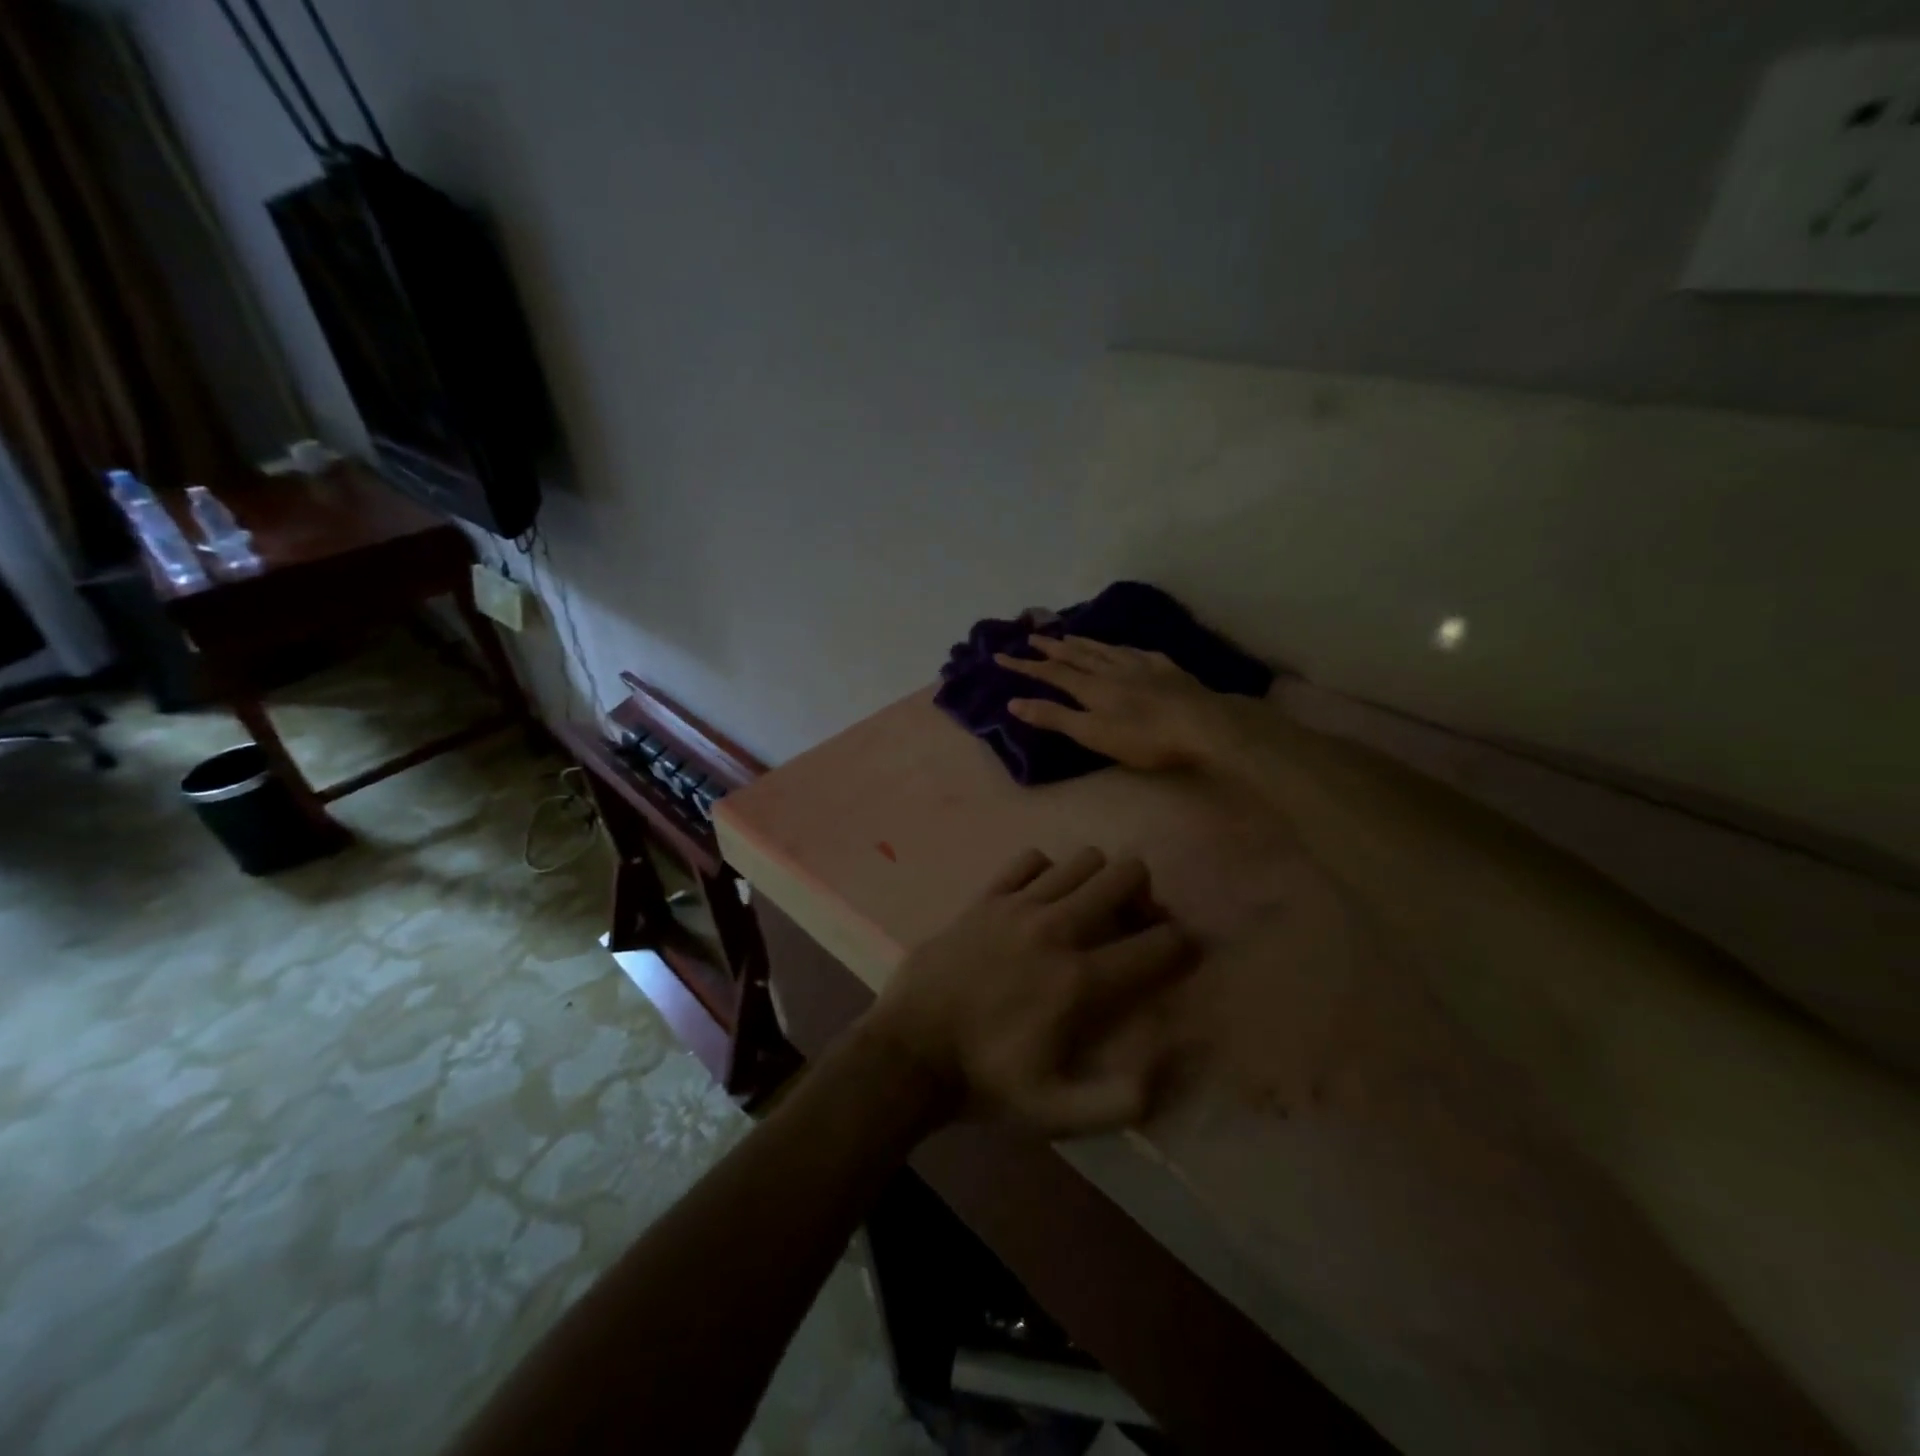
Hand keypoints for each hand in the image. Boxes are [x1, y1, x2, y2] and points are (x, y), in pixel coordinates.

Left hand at [863, 847, 1196, 1137]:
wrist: (910, 1051)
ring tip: (1087, 911)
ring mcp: (1018, 906)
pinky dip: (1046, 873)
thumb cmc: (987, 1082)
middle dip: (1143, 897)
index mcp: (1081, 981)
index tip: (1175, 958)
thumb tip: (1167, 1060)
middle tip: (1130, 925)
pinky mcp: (986, 897)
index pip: (1161, 944)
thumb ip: (1122, 1100)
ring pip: (1083, 859)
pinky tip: (1039, 901)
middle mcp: (1057, 929)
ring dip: (1097, 880)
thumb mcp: (1058, 1114)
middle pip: (1126, 875)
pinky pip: (1030, 860)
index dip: (1182, 947)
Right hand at [996, 635, 1254, 770]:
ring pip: (1104, 649)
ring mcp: (1140, 665)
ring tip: (1067, 636)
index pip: (1051, 674)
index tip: (1000, 657)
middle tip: (1033, 636)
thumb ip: (1055, 717)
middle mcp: (1111, 669)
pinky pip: (1135, 651)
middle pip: (1076, 655)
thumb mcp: (1093, 734)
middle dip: (1051, 648)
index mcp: (1091, 688)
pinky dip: (1119, 647)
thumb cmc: (1144, 738)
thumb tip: (1014, 703)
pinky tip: (1122, 648)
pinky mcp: (1165, 667)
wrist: (1202, 724)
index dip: (1025, 666)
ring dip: (1082, 642)